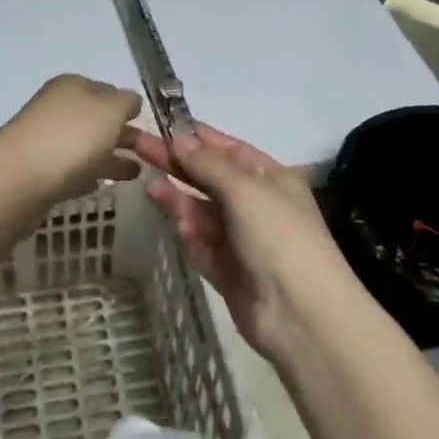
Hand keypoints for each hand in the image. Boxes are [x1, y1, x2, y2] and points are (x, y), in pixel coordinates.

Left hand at [0, 75, 143, 211]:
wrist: (18, 180)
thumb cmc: (71, 137)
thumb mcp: (110, 109)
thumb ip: (126, 102)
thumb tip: (129, 102)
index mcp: (73, 86)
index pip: (107, 90)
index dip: (127, 106)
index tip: (146, 125)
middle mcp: (57, 108)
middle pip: (96, 119)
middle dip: (121, 133)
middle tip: (150, 154)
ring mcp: (46, 140)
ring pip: (86, 146)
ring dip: (110, 157)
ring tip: (136, 174)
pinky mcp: (39, 172)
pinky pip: (72, 169)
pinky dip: (89, 174)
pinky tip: (102, 184)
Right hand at [132, 123, 354, 361]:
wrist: (299, 313)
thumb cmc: (278, 236)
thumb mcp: (244, 189)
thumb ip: (207, 164)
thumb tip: (179, 138)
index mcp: (272, 178)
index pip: (230, 149)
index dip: (198, 137)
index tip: (163, 125)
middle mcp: (257, 204)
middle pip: (210, 178)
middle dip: (178, 164)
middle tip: (139, 147)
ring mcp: (241, 238)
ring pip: (201, 210)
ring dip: (178, 198)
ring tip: (149, 184)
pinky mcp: (225, 268)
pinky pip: (201, 242)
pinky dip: (188, 230)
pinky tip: (176, 221)